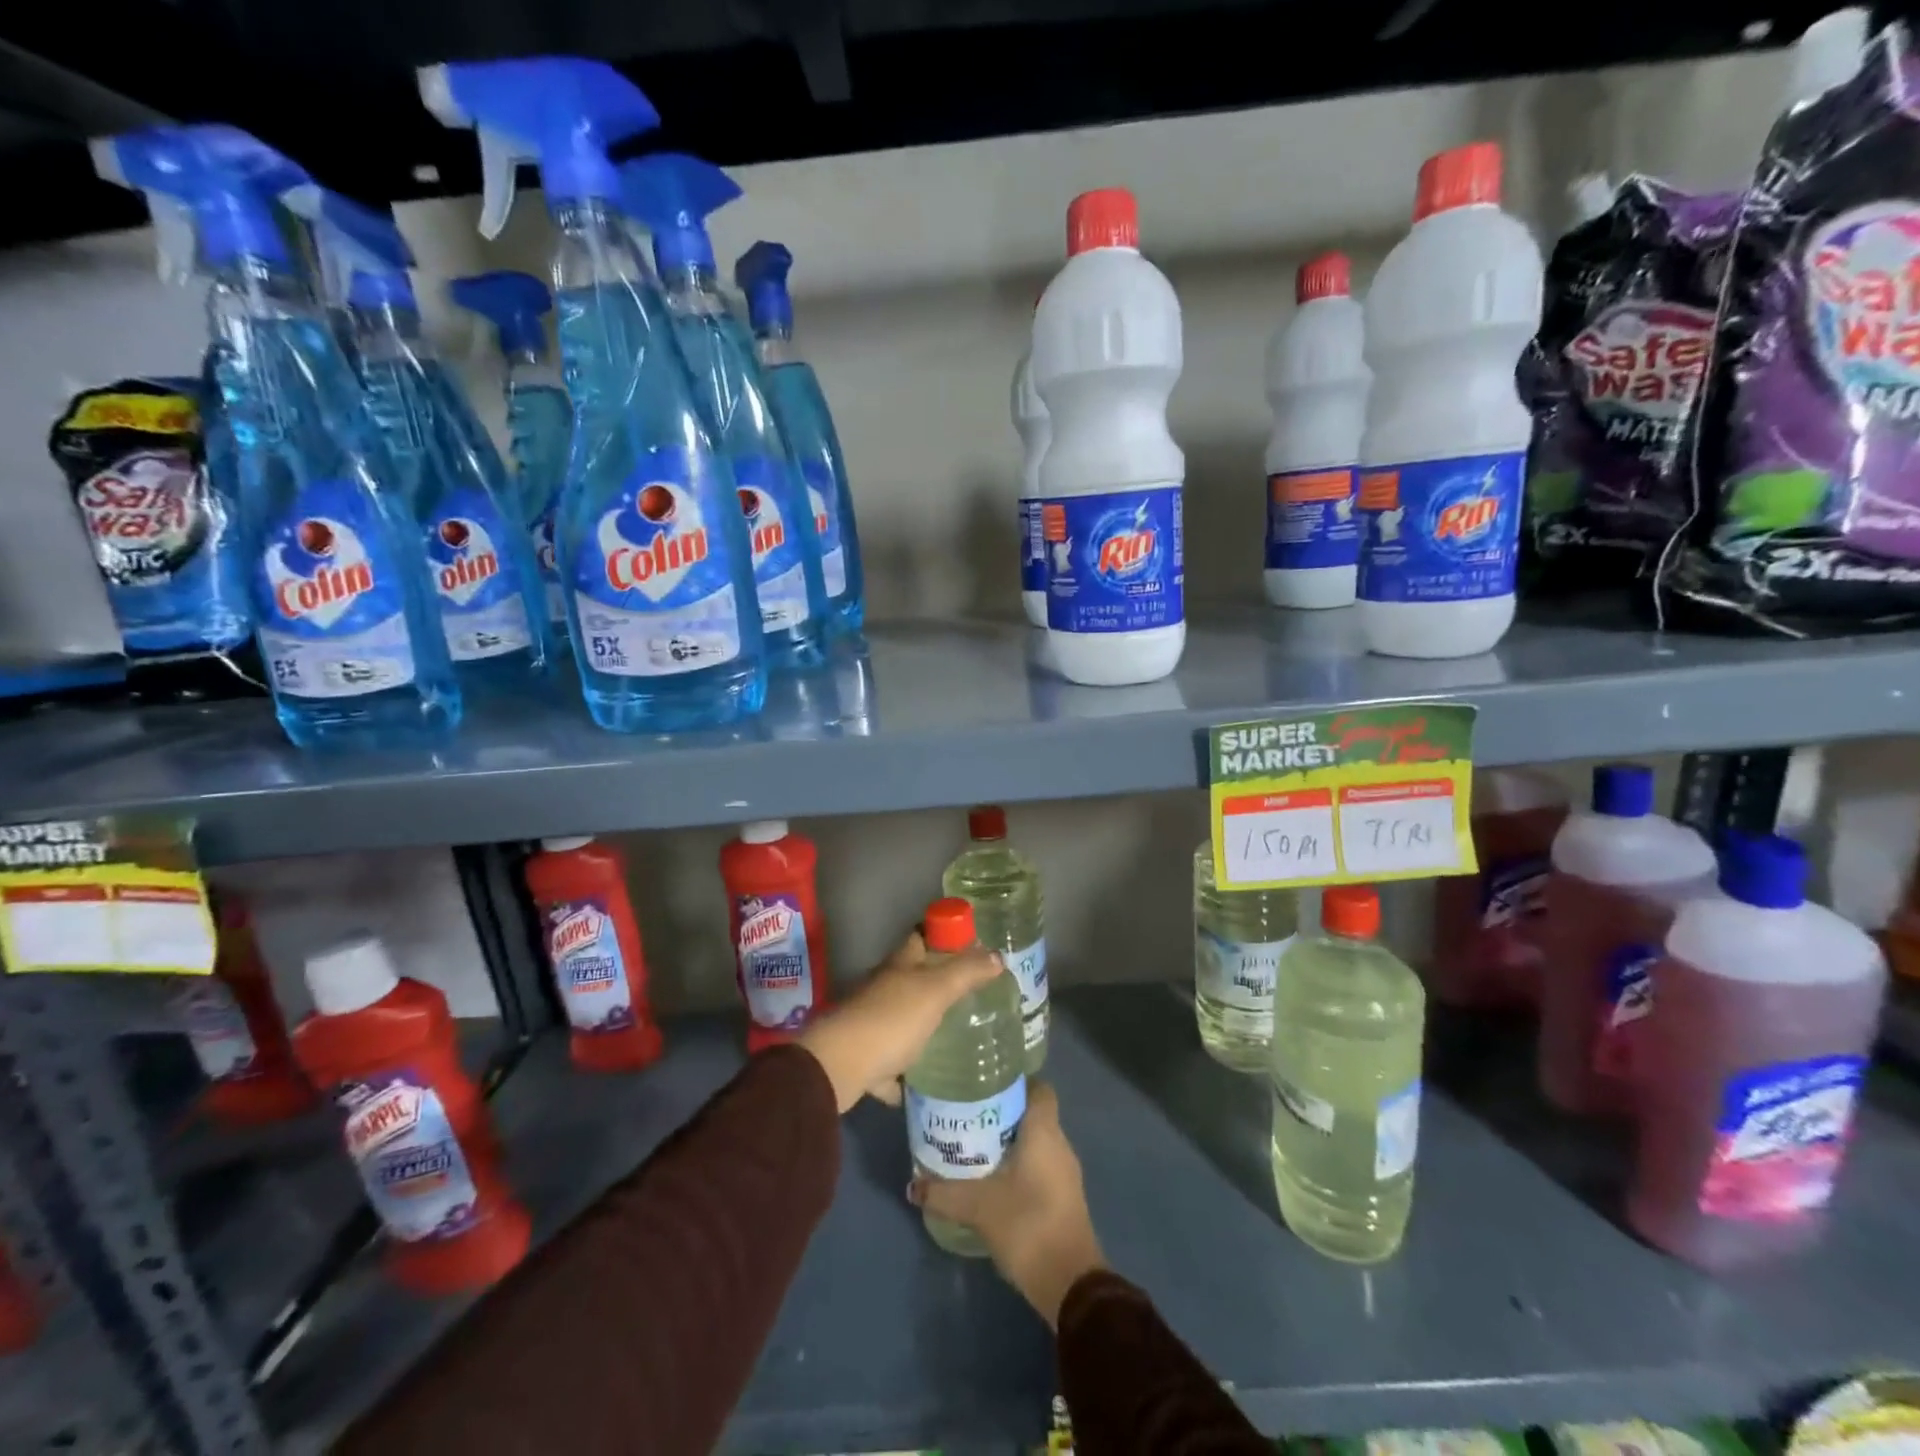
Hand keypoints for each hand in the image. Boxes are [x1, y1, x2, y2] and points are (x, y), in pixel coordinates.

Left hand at [797, 930, 1004, 1113]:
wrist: (838, 1067)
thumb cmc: (890, 1020)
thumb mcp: (935, 991)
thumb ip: (965, 973)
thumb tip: (997, 955)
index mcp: (899, 966)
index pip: (921, 937)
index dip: (943, 935)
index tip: (970, 944)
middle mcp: (882, 989)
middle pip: (912, 979)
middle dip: (938, 983)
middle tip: (974, 994)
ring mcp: (870, 1024)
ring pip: (901, 1020)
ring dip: (922, 1027)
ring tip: (957, 1038)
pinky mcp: (865, 1060)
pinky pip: (890, 1065)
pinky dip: (903, 1074)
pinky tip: (923, 1085)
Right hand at [909, 1083, 1104, 1326]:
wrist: (1069, 1284)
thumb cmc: (1028, 1224)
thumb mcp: (978, 1206)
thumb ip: (943, 1192)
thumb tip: (912, 1185)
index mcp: (1045, 1131)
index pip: (1038, 1088)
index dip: (1015, 1081)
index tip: (985, 1083)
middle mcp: (1059, 1144)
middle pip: (1032, 1113)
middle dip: (1002, 1111)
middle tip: (967, 1113)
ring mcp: (1064, 1173)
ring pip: (1035, 1142)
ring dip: (1008, 1141)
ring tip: (972, 1143)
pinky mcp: (1063, 1198)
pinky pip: (1039, 1166)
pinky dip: (1017, 1165)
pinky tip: (990, 1178)